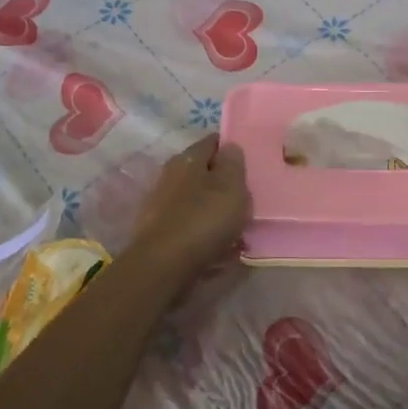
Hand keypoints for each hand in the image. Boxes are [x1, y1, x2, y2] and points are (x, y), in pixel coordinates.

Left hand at [127, 135, 249, 274]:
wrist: (164, 266)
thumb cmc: (204, 219)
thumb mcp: (231, 186)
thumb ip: (233, 163)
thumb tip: (230, 147)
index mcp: (187, 159)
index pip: (212, 142)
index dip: (231, 148)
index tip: (249, 163)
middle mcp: (169, 176)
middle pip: (203, 172)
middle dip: (223, 183)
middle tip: (245, 198)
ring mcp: (160, 205)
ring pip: (196, 200)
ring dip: (214, 210)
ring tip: (235, 227)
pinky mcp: (158, 232)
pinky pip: (189, 225)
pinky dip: (203, 231)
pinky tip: (217, 246)